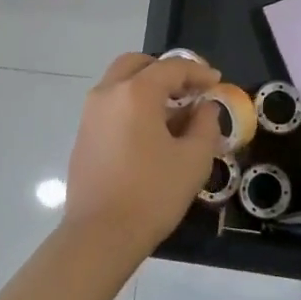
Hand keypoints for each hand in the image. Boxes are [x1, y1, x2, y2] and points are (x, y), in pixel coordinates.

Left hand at [64, 52, 222, 258]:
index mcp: (135, 92)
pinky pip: (111, 105)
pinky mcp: (83, 135)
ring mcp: (90, 114)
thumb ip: (205, 125)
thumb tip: (205, 108)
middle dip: (166, 71)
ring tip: (173, 112)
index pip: (171, 67)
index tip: (217, 82)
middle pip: (138, 64)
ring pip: (120, 83)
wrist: (100, 235)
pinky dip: (131, 105)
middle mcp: (107, 93)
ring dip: (147, 87)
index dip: (198, 71)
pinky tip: (150, 132)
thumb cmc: (152, 194)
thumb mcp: (193, 159)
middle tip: (189, 89)